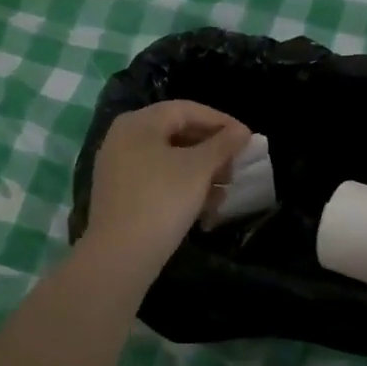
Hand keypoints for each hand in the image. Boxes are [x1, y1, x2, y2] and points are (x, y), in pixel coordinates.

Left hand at [83, 101, 251, 272]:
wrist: (120, 255)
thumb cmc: (162, 200)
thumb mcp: (199, 169)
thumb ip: (223, 145)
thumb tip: (242, 131)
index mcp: (138, 123)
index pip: (186, 110)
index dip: (221, 121)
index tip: (247, 139)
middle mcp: (123, 138)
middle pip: (176, 133)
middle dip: (212, 149)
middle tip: (237, 164)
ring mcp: (118, 168)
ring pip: (169, 159)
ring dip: (201, 170)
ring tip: (226, 189)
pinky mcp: (120, 195)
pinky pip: (158, 179)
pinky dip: (183, 186)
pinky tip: (205, 206)